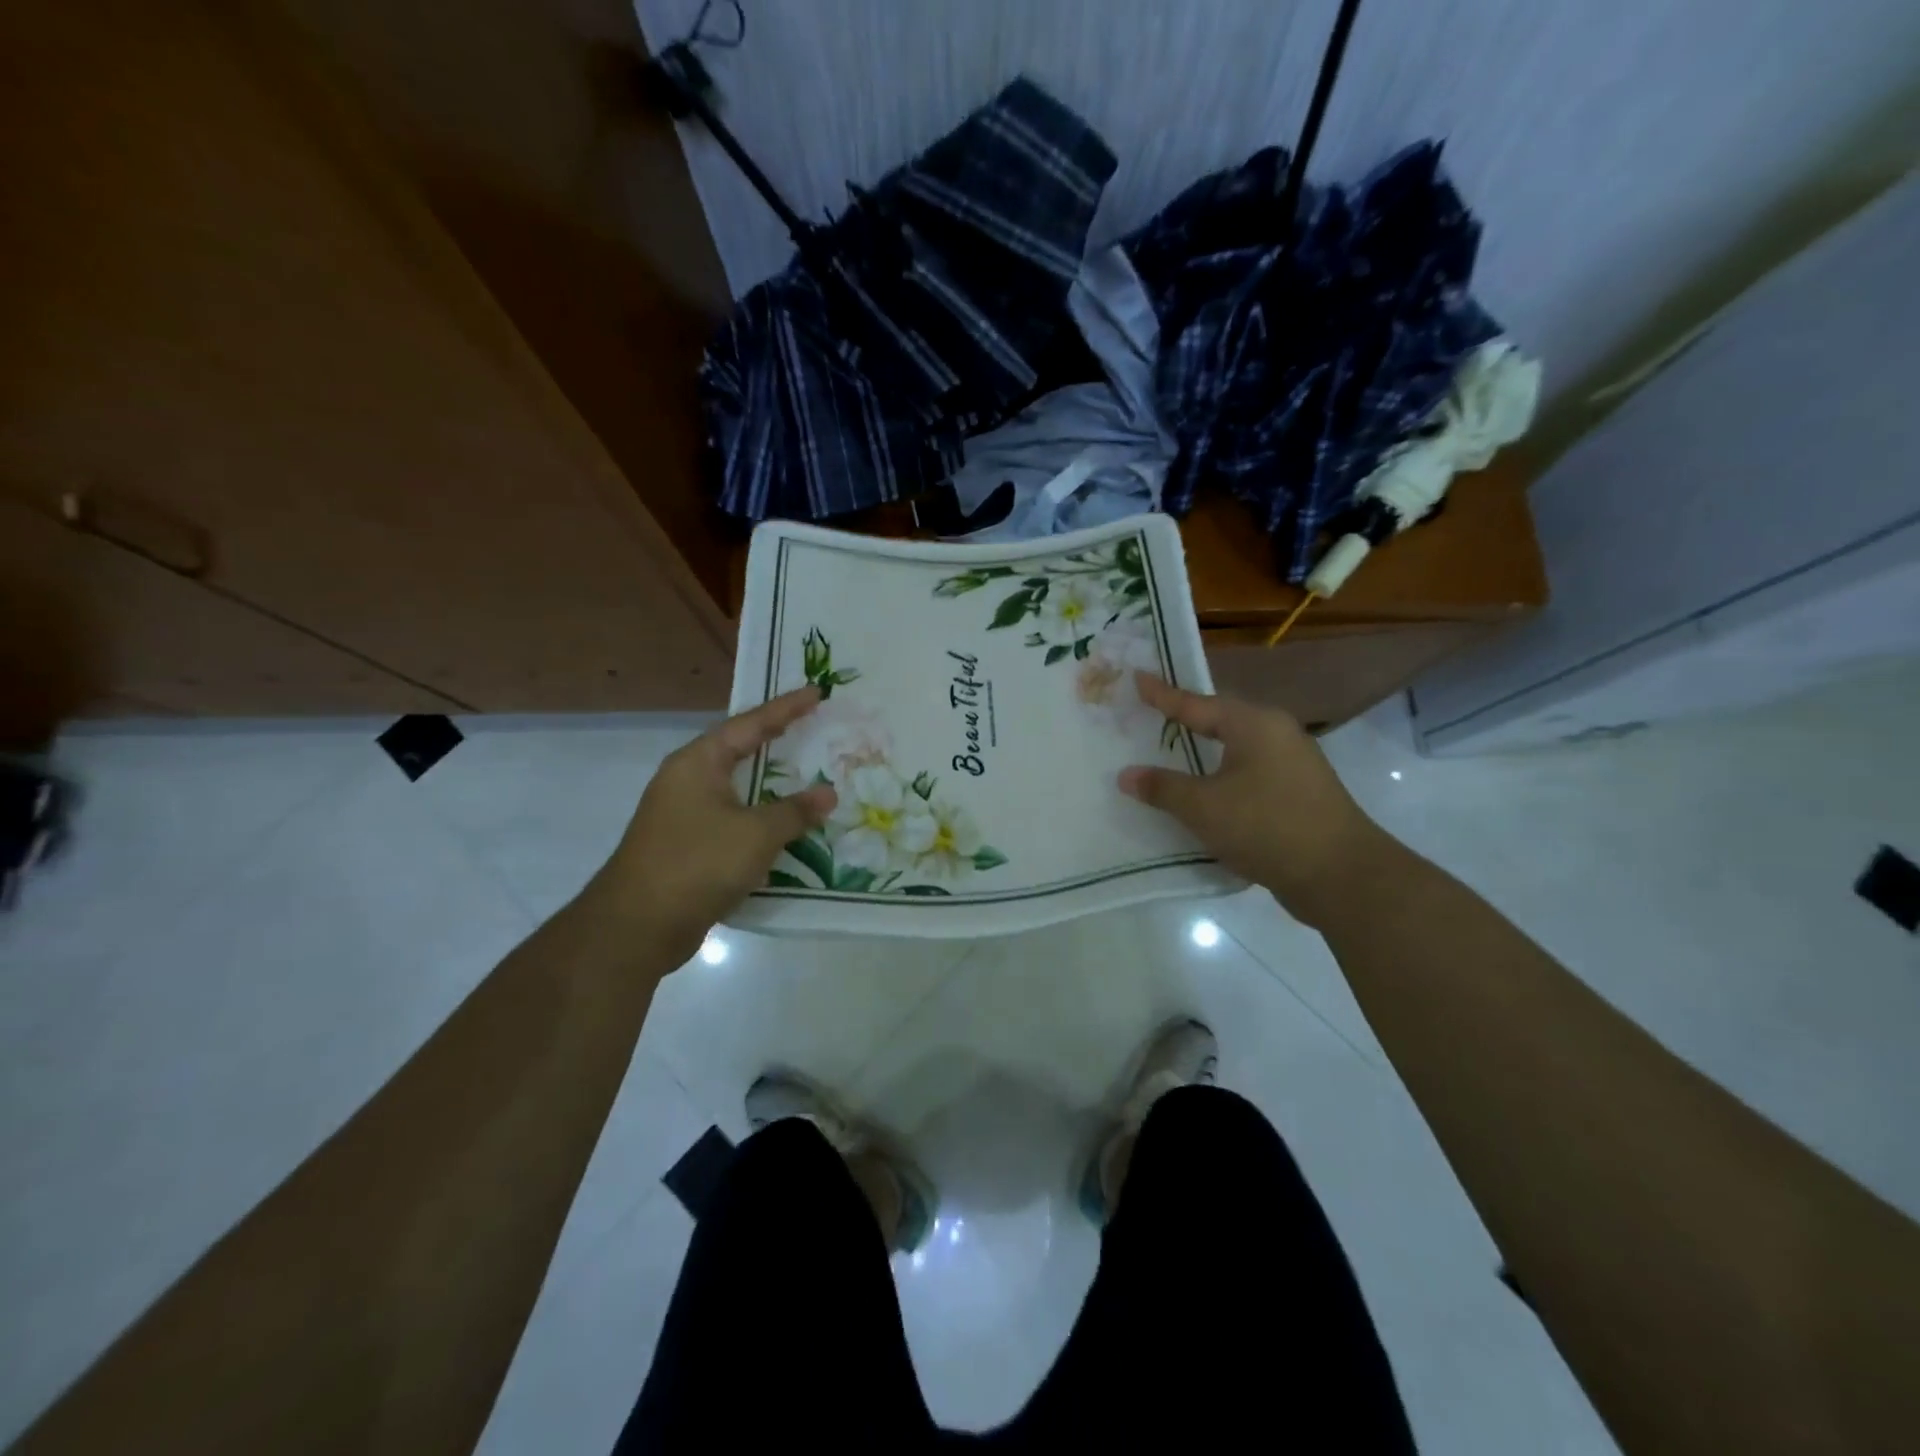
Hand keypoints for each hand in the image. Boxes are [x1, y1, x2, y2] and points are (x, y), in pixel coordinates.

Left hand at [595, 686, 836, 955]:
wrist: (638, 926)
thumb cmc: (697, 863)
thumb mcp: (756, 834)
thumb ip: (795, 811)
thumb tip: (828, 793)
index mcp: (698, 763)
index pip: (749, 724)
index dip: (786, 708)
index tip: (816, 692)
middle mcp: (687, 780)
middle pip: (739, 750)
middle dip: (776, 740)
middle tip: (813, 726)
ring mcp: (683, 814)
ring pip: (736, 788)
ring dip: (770, 783)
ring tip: (806, 772)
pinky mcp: (687, 845)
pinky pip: (732, 819)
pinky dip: (760, 816)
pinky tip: (784, 825)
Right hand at [1118, 674, 1386, 926]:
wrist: (1341, 875)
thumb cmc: (1267, 826)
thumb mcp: (1204, 807)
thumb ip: (1162, 788)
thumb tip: (1126, 775)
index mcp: (1254, 725)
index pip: (1197, 703)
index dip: (1163, 695)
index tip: (1137, 678)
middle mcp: (1276, 735)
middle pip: (1220, 721)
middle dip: (1186, 720)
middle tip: (1151, 713)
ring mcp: (1292, 766)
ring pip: (1236, 751)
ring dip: (1203, 754)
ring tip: (1171, 753)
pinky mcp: (1297, 796)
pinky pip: (1247, 776)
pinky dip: (1221, 780)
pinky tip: (1204, 794)